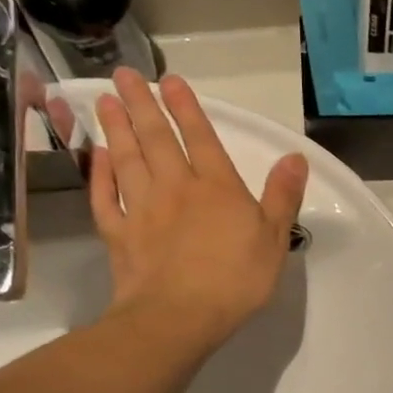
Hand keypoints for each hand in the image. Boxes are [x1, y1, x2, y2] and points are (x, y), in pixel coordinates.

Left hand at [90, 69, 307, 354]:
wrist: (177, 318)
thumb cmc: (235, 279)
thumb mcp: (275, 238)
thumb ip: (283, 195)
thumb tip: (295, 156)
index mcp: (216, 187)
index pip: (201, 138)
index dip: (186, 108)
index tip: (170, 80)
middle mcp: (175, 188)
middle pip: (156, 139)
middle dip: (142, 104)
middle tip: (124, 74)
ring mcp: (141, 210)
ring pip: (127, 160)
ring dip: (116, 129)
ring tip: (105, 101)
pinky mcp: (118, 235)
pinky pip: (104, 196)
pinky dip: (99, 174)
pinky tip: (97, 157)